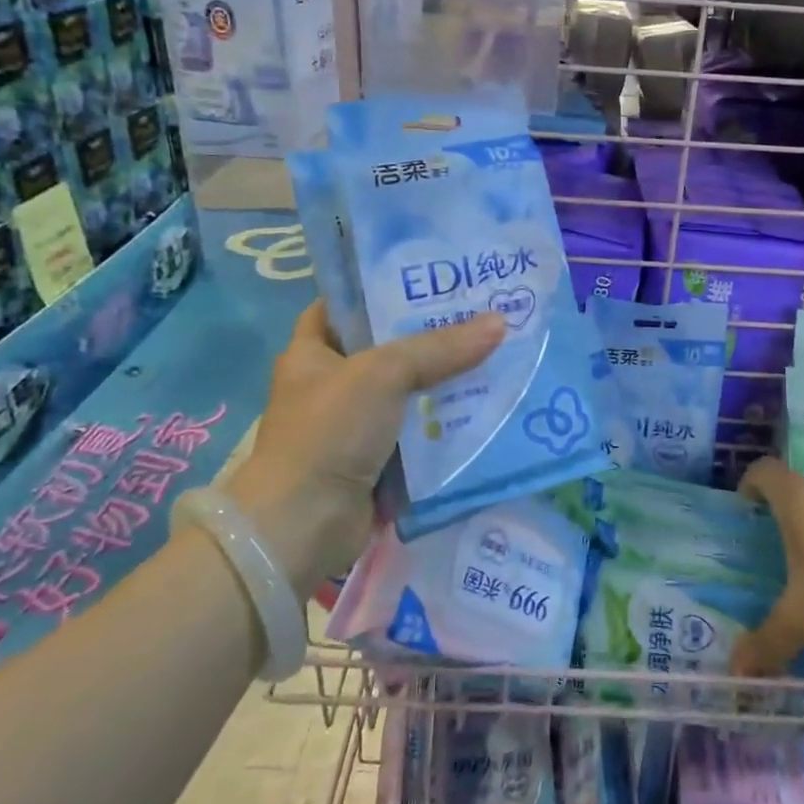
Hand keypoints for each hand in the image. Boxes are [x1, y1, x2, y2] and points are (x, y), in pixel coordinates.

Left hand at [222, 300, 504, 596]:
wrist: (304, 524)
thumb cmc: (329, 431)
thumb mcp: (383, 374)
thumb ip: (439, 348)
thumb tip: (499, 323)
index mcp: (311, 352)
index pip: (345, 306)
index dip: (381, 289)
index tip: (430, 279)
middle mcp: (330, 385)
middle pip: (387, 349)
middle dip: (430, 337)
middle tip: (480, 315)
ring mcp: (353, 427)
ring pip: (408, 394)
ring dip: (444, 383)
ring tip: (495, 355)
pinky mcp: (376, 462)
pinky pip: (418, 434)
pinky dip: (445, 426)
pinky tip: (486, 408)